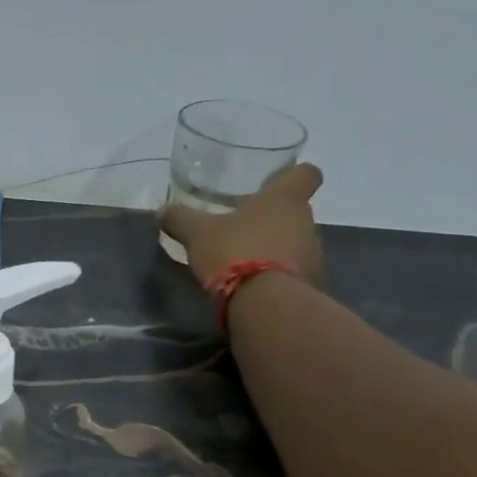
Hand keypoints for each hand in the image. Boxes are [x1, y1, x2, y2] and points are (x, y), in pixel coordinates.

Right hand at [159, 161, 325, 289]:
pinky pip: (295, 276)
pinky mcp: (311, 286)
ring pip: (296, 245)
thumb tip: (162, 211)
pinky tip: (255, 291)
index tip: (277, 184)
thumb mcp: (198, 234)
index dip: (294, 176)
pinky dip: (279, 280)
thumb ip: (181, 219)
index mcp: (284, 198)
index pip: (306, 173)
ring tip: (246, 266)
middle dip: (274, 222)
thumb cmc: (235, 252)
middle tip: (244, 232)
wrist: (265, 304)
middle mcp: (306, 222)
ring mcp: (313, 256)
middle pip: (296, 213)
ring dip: (277, 252)